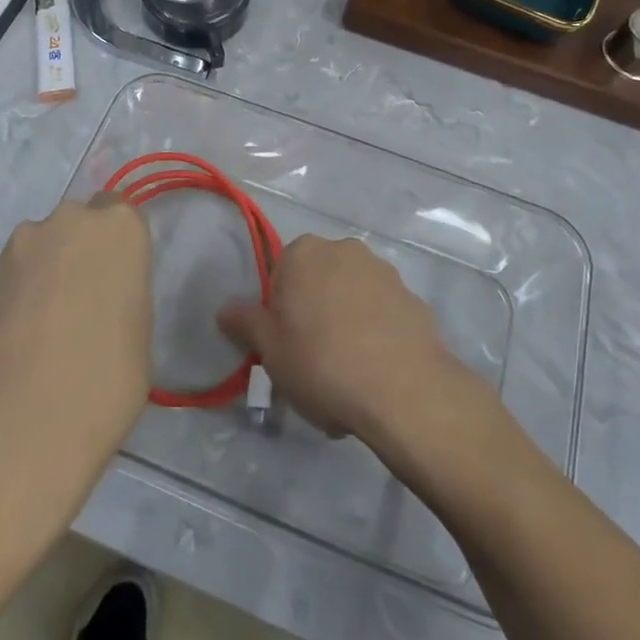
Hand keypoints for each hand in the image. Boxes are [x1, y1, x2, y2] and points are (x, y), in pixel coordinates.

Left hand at [0, 195, 152, 479]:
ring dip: (45, 271)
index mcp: (119, 228)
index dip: (118, 246)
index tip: (117, 279)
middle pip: (77, 224)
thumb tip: (101, 292)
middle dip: (79, 251)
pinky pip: (11, 275)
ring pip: (40, 247)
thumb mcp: (140, 326)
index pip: (121, 213)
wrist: (27, 421)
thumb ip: (122, 288)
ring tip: (44, 325)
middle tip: (82, 301)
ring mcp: (21, 245)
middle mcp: (68, 220)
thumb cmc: (108, 377)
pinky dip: (16, 294)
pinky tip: (18, 337)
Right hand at [217, 233, 467, 442]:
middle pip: (319, 281)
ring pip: (352, 297)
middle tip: (313, 361)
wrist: (403, 389)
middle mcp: (344, 249)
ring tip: (348, 376)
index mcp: (304, 253)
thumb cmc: (321, 363)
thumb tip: (225, 308)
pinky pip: (383, 315)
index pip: (281, 275)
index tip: (286, 345)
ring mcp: (384, 272)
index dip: (280, 312)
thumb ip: (246, 323)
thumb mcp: (270, 350)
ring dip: (347, 323)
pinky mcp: (414, 298)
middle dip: (315, 313)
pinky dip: (377, 334)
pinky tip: (376, 374)